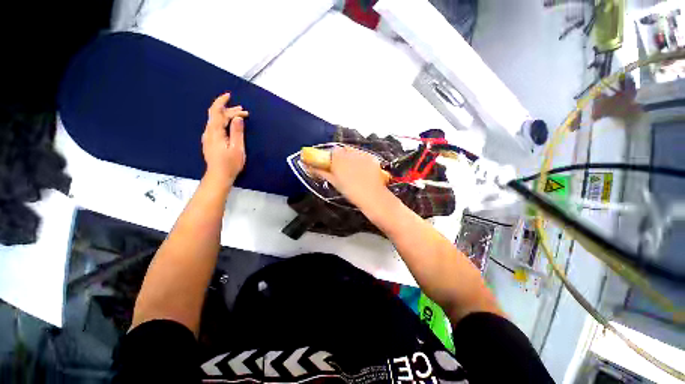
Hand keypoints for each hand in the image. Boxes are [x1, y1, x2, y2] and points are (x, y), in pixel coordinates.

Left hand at [201, 93, 248, 185]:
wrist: (219, 176)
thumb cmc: (230, 163)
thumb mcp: (237, 148)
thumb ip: (237, 132)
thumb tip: (238, 118)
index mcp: (215, 132)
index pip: (217, 112)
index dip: (222, 102)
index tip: (230, 96)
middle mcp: (209, 132)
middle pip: (216, 115)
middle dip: (229, 110)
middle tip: (243, 110)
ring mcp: (208, 137)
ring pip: (215, 121)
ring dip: (227, 116)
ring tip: (239, 116)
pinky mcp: (210, 142)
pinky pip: (215, 127)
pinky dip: (224, 122)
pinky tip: (230, 125)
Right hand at [311, 146, 388, 208]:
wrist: (373, 196)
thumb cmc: (351, 192)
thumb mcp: (335, 182)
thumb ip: (322, 172)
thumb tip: (310, 167)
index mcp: (339, 159)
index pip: (331, 151)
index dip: (330, 157)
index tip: (330, 164)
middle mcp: (350, 153)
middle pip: (342, 150)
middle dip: (340, 156)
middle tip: (341, 168)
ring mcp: (363, 154)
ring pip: (353, 151)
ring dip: (350, 157)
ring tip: (353, 169)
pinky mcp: (372, 157)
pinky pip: (363, 154)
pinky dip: (360, 159)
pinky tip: (362, 169)